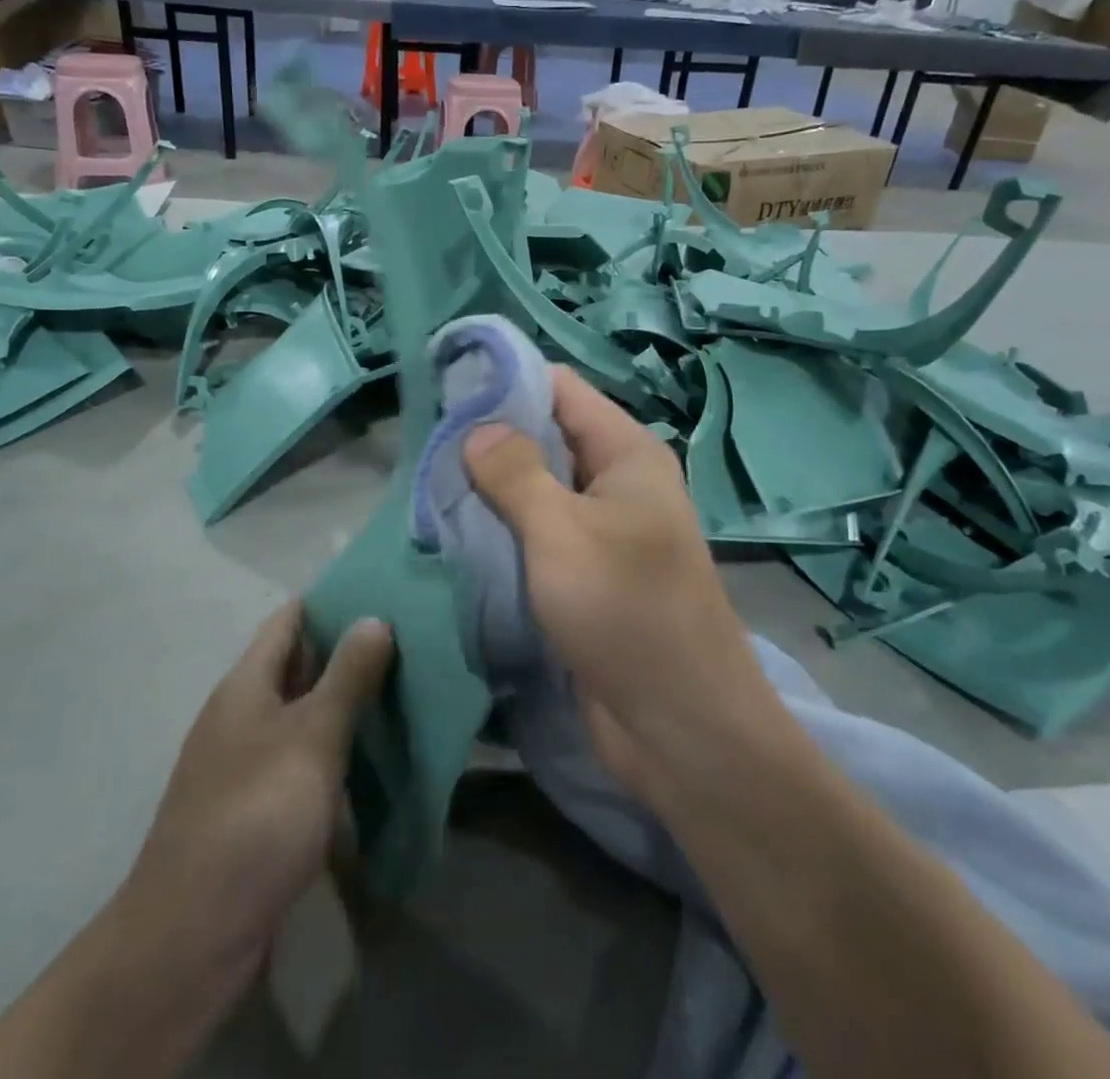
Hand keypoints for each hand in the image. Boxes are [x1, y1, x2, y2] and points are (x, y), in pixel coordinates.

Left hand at [112, 601, 392, 1059]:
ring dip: (344, 702)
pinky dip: (334, 749)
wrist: (193, 935)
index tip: (381, 590)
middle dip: (346, 651)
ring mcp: (244, 763)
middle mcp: (241, 714)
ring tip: (403, 689)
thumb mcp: (313, 736)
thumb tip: (374, 617)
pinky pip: (301, 759)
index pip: (289, 619)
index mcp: (246, 684)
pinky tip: (372, 756)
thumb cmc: (257, 814)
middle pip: (297, 665)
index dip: (331, 600)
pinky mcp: (254, 807)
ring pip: (302, 714)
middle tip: (408, 639)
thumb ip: (347, 675)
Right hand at [463, 367, 769, 780]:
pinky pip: (539, 533)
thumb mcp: (562, 532)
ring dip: (491, 487)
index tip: (445, 389)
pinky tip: (458, 532)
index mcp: (626, 453)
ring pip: (538, 488)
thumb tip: (477, 427)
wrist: (682, 728)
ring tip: (430, 484)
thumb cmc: (627, 612)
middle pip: (546, 436)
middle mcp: (617, 481)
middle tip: (426, 445)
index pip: (560, 388)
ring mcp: (603, 529)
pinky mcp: (587, 573)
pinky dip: (503, 528)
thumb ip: (516, 473)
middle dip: (490, 437)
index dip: (505, 381)